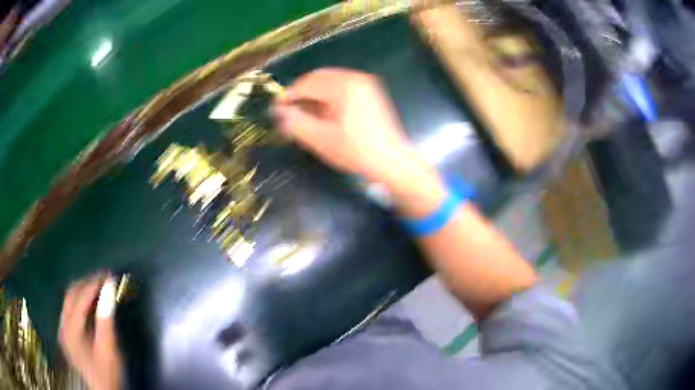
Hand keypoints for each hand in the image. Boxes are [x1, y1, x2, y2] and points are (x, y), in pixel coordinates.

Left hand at [59, 274, 122, 389]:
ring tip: (99, 289)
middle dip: (86, 284)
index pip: (80, 297)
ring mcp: (63, 330)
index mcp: (71, 330)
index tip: (109, 275)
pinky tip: (91, 306)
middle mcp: (63, 325)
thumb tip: (109, 288)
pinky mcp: (66, 335)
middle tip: (103, 280)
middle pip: (71, 295)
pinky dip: (80, 303)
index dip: (94, 284)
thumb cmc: (108, 373)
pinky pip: (70, 310)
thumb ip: (106, 319)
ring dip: (83, 292)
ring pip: (69, 301)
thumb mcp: (109, 349)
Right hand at [272, 68, 417, 182]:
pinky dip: (329, 96)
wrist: (390, 161)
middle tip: (292, 113)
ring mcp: (365, 83)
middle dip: (302, 94)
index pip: (306, 83)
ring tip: (308, 115)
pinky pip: (342, 86)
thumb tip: (277, 111)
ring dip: (315, 95)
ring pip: (329, 82)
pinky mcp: (370, 91)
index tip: (278, 110)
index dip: (289, 96)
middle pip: (318, 78)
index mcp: (343, 85)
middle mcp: (355, 77)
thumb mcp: (321, 139)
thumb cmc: (355, 151)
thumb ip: (295, 122)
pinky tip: (326, 114)